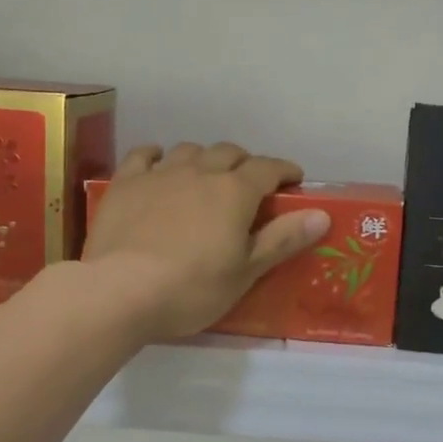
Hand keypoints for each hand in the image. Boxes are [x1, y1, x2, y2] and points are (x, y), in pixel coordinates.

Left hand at [81, 143, 330, 342]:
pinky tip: (159, 165)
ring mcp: (160, 174)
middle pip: (228, 152)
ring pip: (189, 150)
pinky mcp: (126, 183)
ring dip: (204, 158)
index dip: (284, 170)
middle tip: (249, 184)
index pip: (268, 168)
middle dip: (245, 163)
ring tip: (206, 176)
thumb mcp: (245, 271)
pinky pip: (145, 155)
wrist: (120, 291)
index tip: (294, 180)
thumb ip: (282, 239)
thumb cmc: (192, 288)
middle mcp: (200, 171)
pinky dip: (158, 156)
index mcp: (234, 191)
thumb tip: (322, 214)